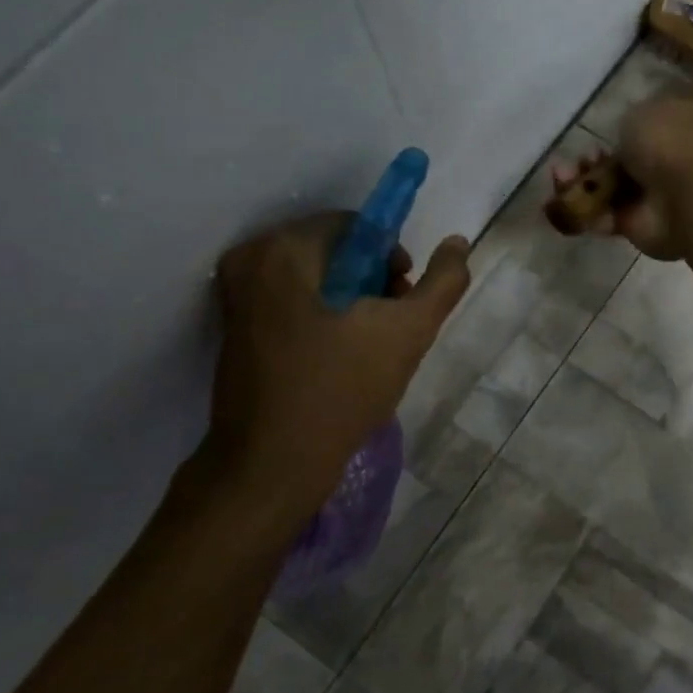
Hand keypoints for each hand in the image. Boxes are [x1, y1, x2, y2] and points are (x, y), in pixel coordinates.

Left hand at [203, 214, 470, 510]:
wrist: (272, 465)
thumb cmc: (340, 390)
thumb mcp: (409, 333)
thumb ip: (443, 282)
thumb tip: (458, 242)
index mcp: (284, 250)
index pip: (355, 226)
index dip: (392, 257)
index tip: (404, 300)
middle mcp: (250, 261)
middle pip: (334, 251)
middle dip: (372, 282)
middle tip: (391, 327)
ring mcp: (235, 296)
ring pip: (315, 278)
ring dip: (351, 302)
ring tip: (370, 347)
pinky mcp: (234, 328)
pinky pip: (292, 302)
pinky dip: (323, 317)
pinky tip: (340, 358)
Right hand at [552, 97, 692, 258]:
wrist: (682, 194)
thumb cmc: (666, 144)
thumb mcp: (641, 113)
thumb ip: (627, 124)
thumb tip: (623, 139)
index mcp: (669, 131)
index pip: (637, 133)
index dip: (611, 137)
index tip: (593, 139)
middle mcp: (660, 165)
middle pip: (616, 165)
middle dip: (589, 163)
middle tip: (569, 163)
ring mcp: (648, 198)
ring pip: (606, 192)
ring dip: (580, 186)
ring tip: (560, 178)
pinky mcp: (635, 227)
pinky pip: (604, 219)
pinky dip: (585, 213)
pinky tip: (566, 203)